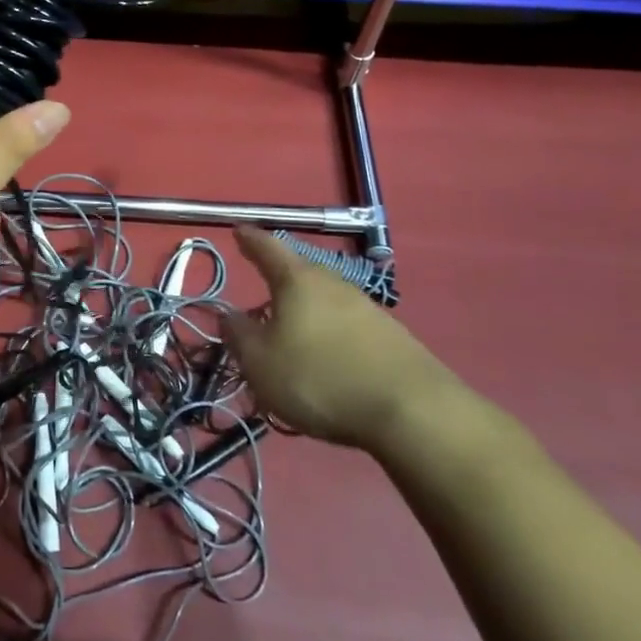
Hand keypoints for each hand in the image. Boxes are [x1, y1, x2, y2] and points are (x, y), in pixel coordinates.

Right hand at [224, 226, 469, 452]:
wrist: (411, 411)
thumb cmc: (319, 378)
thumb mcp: (260, 363)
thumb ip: (239, 335)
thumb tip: (228, 314)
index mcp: (297, 281)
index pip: (268, 248)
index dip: (250, 240)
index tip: (238, 229)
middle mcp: (334, 284)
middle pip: (300, 272)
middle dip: (279, 280)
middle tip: (261, 291)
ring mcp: (367, 308)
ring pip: (324, 299)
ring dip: (305, 311)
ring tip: (291, 332)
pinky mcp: (390, 337)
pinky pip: (346, 325)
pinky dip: (329, 333)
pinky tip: (326, 358)